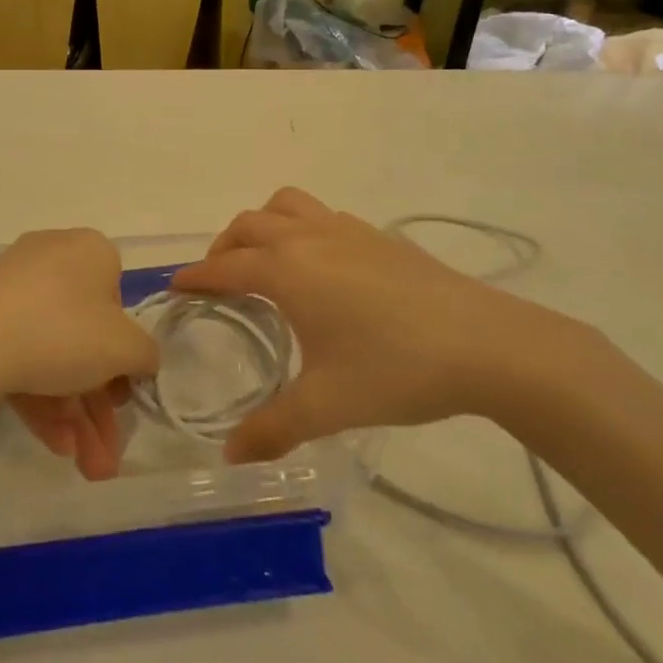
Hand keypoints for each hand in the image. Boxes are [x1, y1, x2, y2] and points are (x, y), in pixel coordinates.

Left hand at [0, 229, 157, 479]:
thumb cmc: (63, 331)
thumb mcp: (124, 349)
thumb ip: (145, 355)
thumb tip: (139, 360)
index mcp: (90, 252)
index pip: (119, 303)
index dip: (124, 356)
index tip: (122, 396)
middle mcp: (52, 259)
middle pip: (84, 338)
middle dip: (98, 406)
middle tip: (105, 456)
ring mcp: (11, 288)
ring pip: (52, 353)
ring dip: (73, 414)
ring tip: (84, 466)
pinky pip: (19, 353)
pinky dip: (39, 397)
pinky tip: (52, 442)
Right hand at [171, 189, 611, 463]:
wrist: (487, 345)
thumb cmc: (396, 370)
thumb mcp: (326, 406)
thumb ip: (271, 430)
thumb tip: (229, 457)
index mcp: (287, 271)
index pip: (224, 266)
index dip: (195, 277)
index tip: (175, 289)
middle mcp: (309, 238)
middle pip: (249, 225)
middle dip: (223, 248)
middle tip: (219, 282)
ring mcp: (348, 231)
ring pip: (287, 206)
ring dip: (263, 225)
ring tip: (265, 261)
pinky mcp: (380, 236)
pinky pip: (323, 216)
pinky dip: (302, 228)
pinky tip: (322, 268)